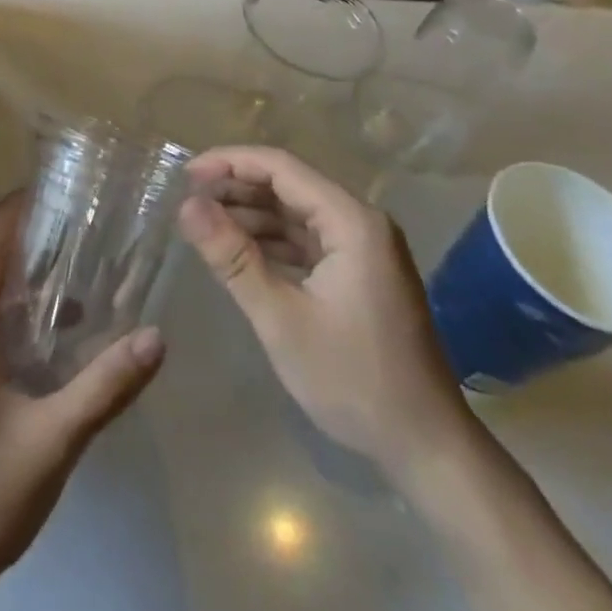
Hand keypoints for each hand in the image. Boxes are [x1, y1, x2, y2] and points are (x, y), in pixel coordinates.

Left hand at [0, 198, 165, 594]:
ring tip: (74, 265)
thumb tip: (156, 336)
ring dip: (19, 274)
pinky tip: (56, 331)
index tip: (53, 189)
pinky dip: (13, 310)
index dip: (12, 212)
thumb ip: (104, 387)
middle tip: (75, 221)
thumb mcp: (52, 442)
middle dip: (22, 236)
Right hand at [177, 146, 470, 478]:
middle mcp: (361, 222)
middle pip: (289, 184)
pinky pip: (307, 238)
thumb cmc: (353, 380)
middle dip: (237, 188)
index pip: (281, 167)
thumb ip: (233, 257)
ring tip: (204, 224)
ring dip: (251, 214)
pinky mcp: (360, 271)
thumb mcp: (281, 319)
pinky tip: (239, 251)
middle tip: (188, 200)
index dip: (230, 163)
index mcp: (351, 221)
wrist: (426, 447)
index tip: (186, 175)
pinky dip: (271, 240)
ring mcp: (363, 247)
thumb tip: (186, 207)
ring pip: (296, 211)